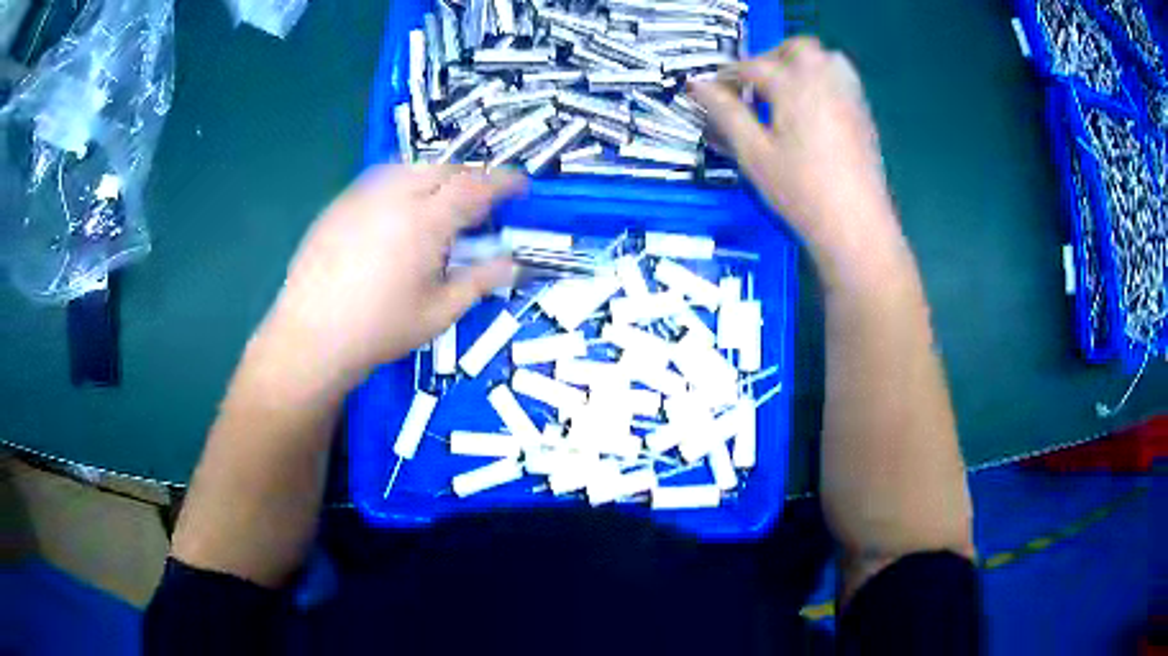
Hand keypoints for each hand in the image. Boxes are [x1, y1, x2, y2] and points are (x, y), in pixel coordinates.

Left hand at [261, 165, 522, 384]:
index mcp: (425, 221)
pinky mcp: (339, 205)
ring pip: (409, 166)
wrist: (312, 336)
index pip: (475, 186)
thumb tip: (514, 264)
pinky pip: (380, 178)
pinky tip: (398, 210)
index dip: (504, 181)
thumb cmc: (380, 329)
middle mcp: (395, 196)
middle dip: (470, 175)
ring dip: (435, 175)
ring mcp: (362, 196)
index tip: (522, 185)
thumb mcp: (439, 312)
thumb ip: (480, 281)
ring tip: (441, 200)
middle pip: (443, 168)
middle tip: (481, 199)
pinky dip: (402, 182)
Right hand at [689, 38, 899, 256]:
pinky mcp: (862, 113)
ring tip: (783, 93)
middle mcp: (824, 80)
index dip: (727, 77)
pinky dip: (823, 78)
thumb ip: (725, 113)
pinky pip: (842, 77)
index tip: (711, 93)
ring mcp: (848, 95)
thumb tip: (698, 86)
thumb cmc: (800, 191)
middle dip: (768, 59)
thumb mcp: (753, 153)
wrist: (855, 225)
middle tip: (752, 87)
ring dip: (799, 64)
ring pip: (823, 57)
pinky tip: (812, 108)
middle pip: (795, 48)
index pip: (751, 67)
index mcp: (793, 85)